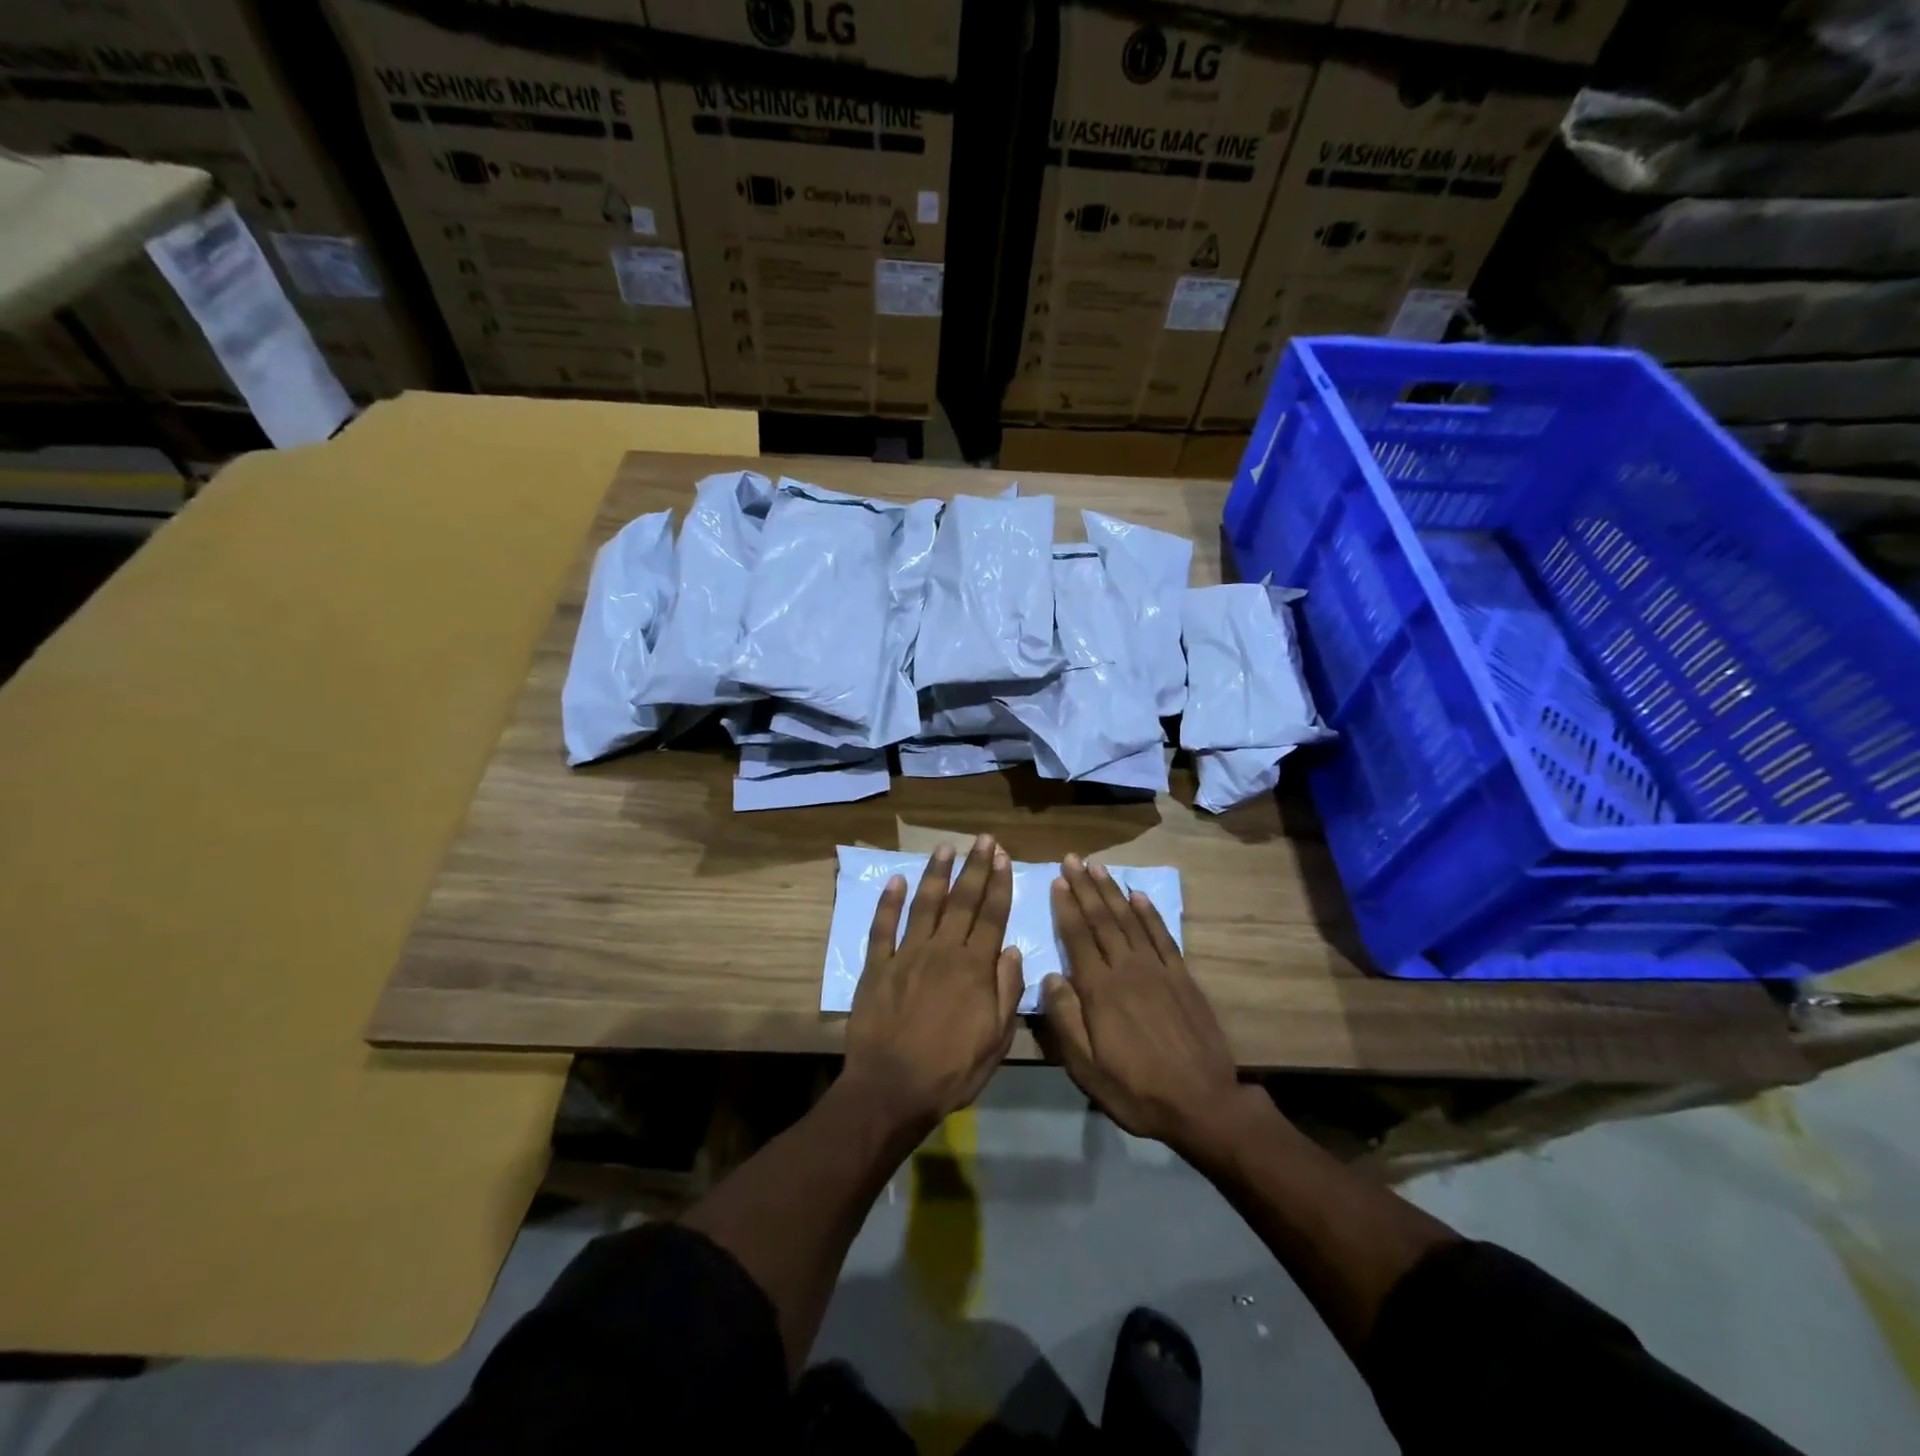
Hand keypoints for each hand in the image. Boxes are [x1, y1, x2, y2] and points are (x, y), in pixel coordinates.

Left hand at [845, 833, 1022, 1135]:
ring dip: (936, 874)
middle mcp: (942, 951)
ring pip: (925, 905)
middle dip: (974, 868)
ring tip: (945, 847)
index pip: (991, 916)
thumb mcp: (996, 1040)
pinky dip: (888, 902)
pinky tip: (895, 880)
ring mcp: (906, 955)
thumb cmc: (951, 1071)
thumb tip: (1010, 950)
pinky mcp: (877, 966)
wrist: (891, 1089)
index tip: (1002, 857)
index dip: (998, 885)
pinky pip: (882, 928)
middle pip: (962, 901)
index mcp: (973, 968)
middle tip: (982, 840)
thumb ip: (1006, 991)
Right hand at [1042, 855, 1255, 1162]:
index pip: (1078, 936)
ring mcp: (1158, 970)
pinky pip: (1162, 935)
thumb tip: (1050, 976)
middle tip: (1073, 858)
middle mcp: (1127, 969)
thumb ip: (1065, 1020)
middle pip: (1102, 919)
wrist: (1203, 1103)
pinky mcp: (1182, 977)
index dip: (1066, 906)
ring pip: (1130, 920)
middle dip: (1085, 886)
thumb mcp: (1087, 1068)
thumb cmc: (1136, 1089)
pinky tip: (1139, 895)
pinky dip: (1149, 912)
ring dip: (1112, 891)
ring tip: (1098, 866)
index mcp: (1100, 990)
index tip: (1057, 880)